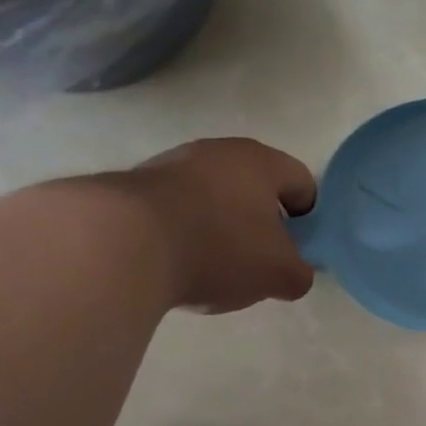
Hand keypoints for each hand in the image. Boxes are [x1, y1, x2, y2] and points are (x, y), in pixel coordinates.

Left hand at [119, 139, 318, 312]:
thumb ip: (300, 273)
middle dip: (262, 226)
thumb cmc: (218, 248)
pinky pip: (176, 212)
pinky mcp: (133, 187)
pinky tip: (176, 265)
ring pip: (214, 200)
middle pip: (255, 190)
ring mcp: (170, 164)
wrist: (116, 244)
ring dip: (221, 230)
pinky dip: (184, 235)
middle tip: (259, 263)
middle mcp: (217, 152)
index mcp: (261, 162)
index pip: (303, 183)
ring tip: (212, 269)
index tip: (298, 250)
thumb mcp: (279, 274)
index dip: (310, 219)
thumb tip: (293, 273)